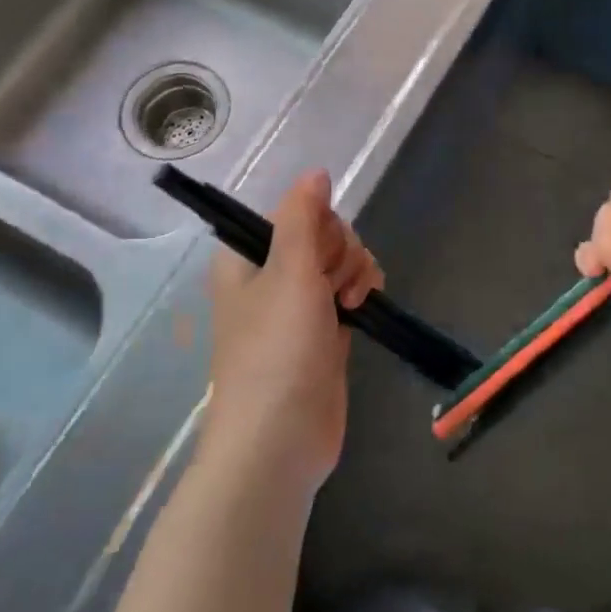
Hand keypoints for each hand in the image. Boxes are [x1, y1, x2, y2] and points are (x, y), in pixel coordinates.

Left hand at [200, 171, 382, 497]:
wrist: (279, 440)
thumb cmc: (277, 350)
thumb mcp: (288, 271)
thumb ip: (303, 216)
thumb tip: (316, 171)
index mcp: (247, 257)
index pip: (294, 212)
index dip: (319, 225)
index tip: (321, 253)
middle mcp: (270, 276)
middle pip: (323, 235)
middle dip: (341, 251)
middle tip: (333, 286)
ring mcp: (299, 307)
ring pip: (340, 263)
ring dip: (355, 272)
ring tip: (351, 304)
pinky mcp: (324, 333)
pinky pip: (349, 292)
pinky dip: (361, 294)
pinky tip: (363, 309)